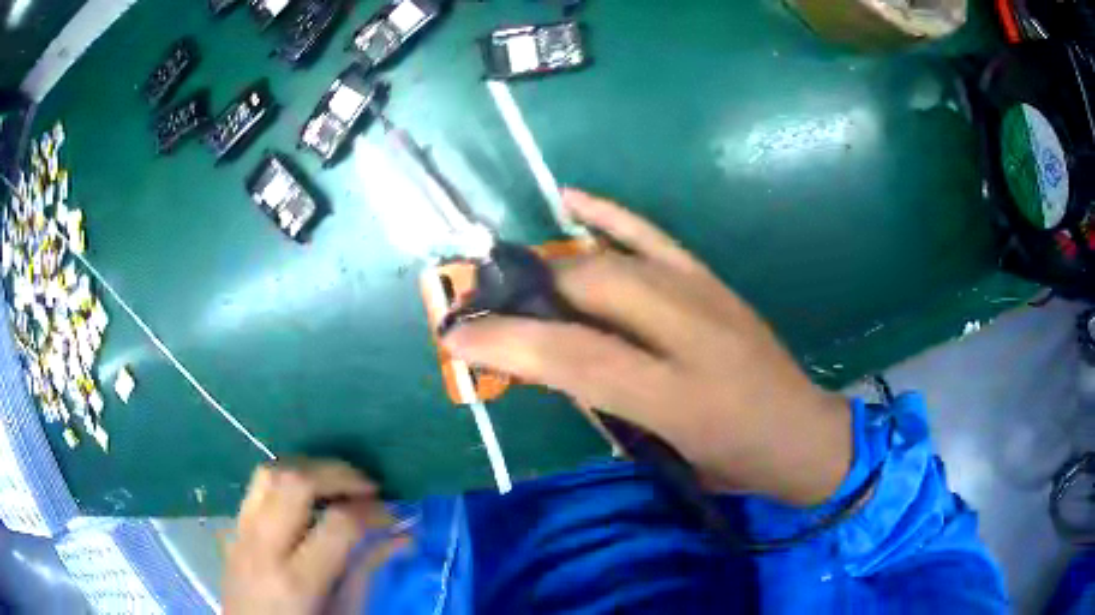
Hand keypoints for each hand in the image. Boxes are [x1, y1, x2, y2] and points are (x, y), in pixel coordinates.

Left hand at [224, 460, 406, 614]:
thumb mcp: (342, 614)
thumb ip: (367, 572)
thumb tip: (402, 536)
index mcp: (297, 581)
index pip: (338, 525)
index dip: (372, 512)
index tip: (392, 514)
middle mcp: (263, 548)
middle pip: (295, 482)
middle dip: (338, 474)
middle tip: (367, 487)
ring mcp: (241, 534)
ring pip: (269, 473)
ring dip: (308, 469)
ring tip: (336, 484)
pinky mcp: (232, 528)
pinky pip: (256, 487)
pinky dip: (286, 480)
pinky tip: (305, 497)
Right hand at [443, 189, 851, 505]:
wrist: (804, 434)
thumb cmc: (734, 461)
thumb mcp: (665, 455)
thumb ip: (606, 407)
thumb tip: (553, 366)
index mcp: (677, 396)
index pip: (575, 358)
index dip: (507, 344)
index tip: (458, 338)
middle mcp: (691, 333)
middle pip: (590, 291)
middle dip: (527, 295)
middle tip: (486, 308)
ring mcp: (705, 297)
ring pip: (613, 262)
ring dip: (555, 265)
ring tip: (515, 277)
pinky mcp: (713, 281)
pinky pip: (654, 237)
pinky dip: (611, 217)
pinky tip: (572, 201)